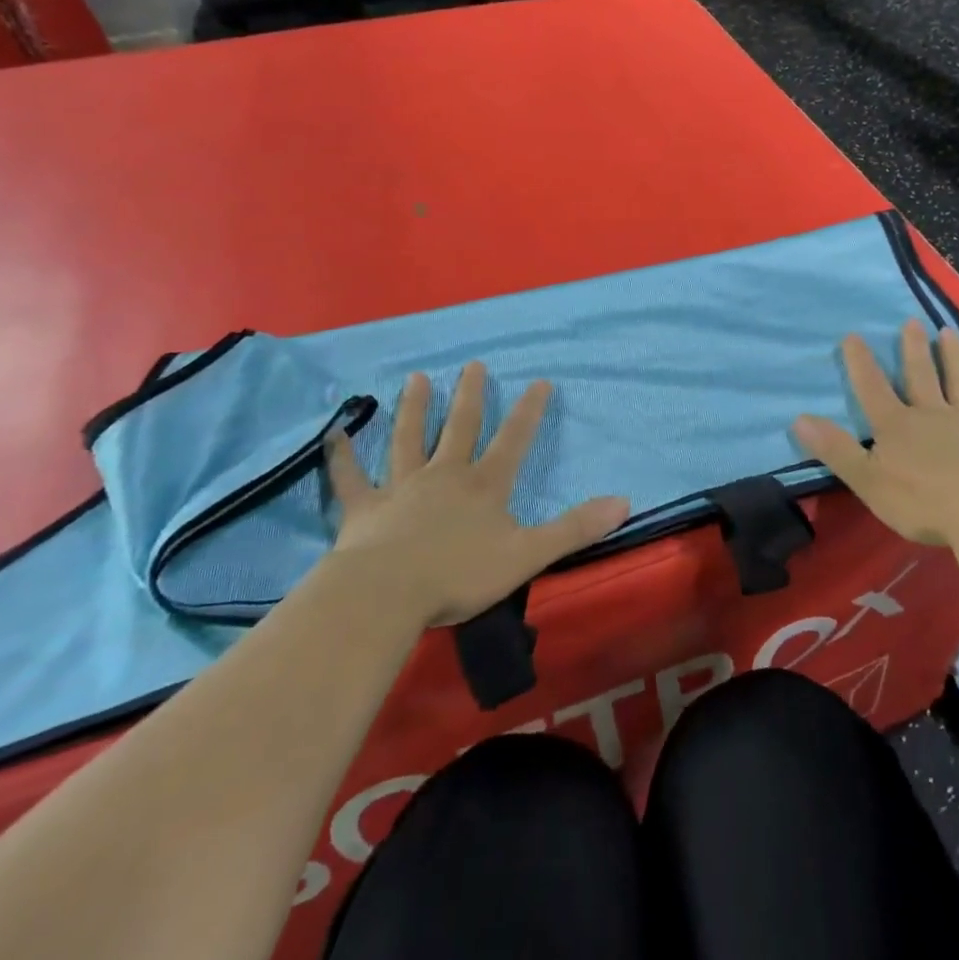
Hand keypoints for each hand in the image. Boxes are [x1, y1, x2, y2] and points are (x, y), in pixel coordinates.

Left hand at [323, 363, 629, 625]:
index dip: (529, 411)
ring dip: (414, 408)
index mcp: (484, 486)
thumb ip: (574, 528)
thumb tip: (624, 501)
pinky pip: (351, 478)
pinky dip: (342, 456)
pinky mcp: (365, 508)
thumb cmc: (459, 575)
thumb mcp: (529, 554)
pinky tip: (333, 433)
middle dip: (470, 396)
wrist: (386, 594)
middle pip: (460, 427)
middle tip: (473, 365)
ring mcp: (402, 488)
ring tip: (416, 378)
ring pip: (408, 439)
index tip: (540, 380)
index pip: (514, 440)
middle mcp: (445, 476)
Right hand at [793, 320, 958, 546]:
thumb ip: (836, 449)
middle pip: (919, 375)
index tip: (853, 335)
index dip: (860, 362)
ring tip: (947, 332)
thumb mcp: (867, 481)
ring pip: (957, 380)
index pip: (872, 387)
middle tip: (912, 322)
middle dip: (913, 348)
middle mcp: (931, 412)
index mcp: (896, 425)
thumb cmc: (922, 504)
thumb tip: (799, 418)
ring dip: (952, 355)